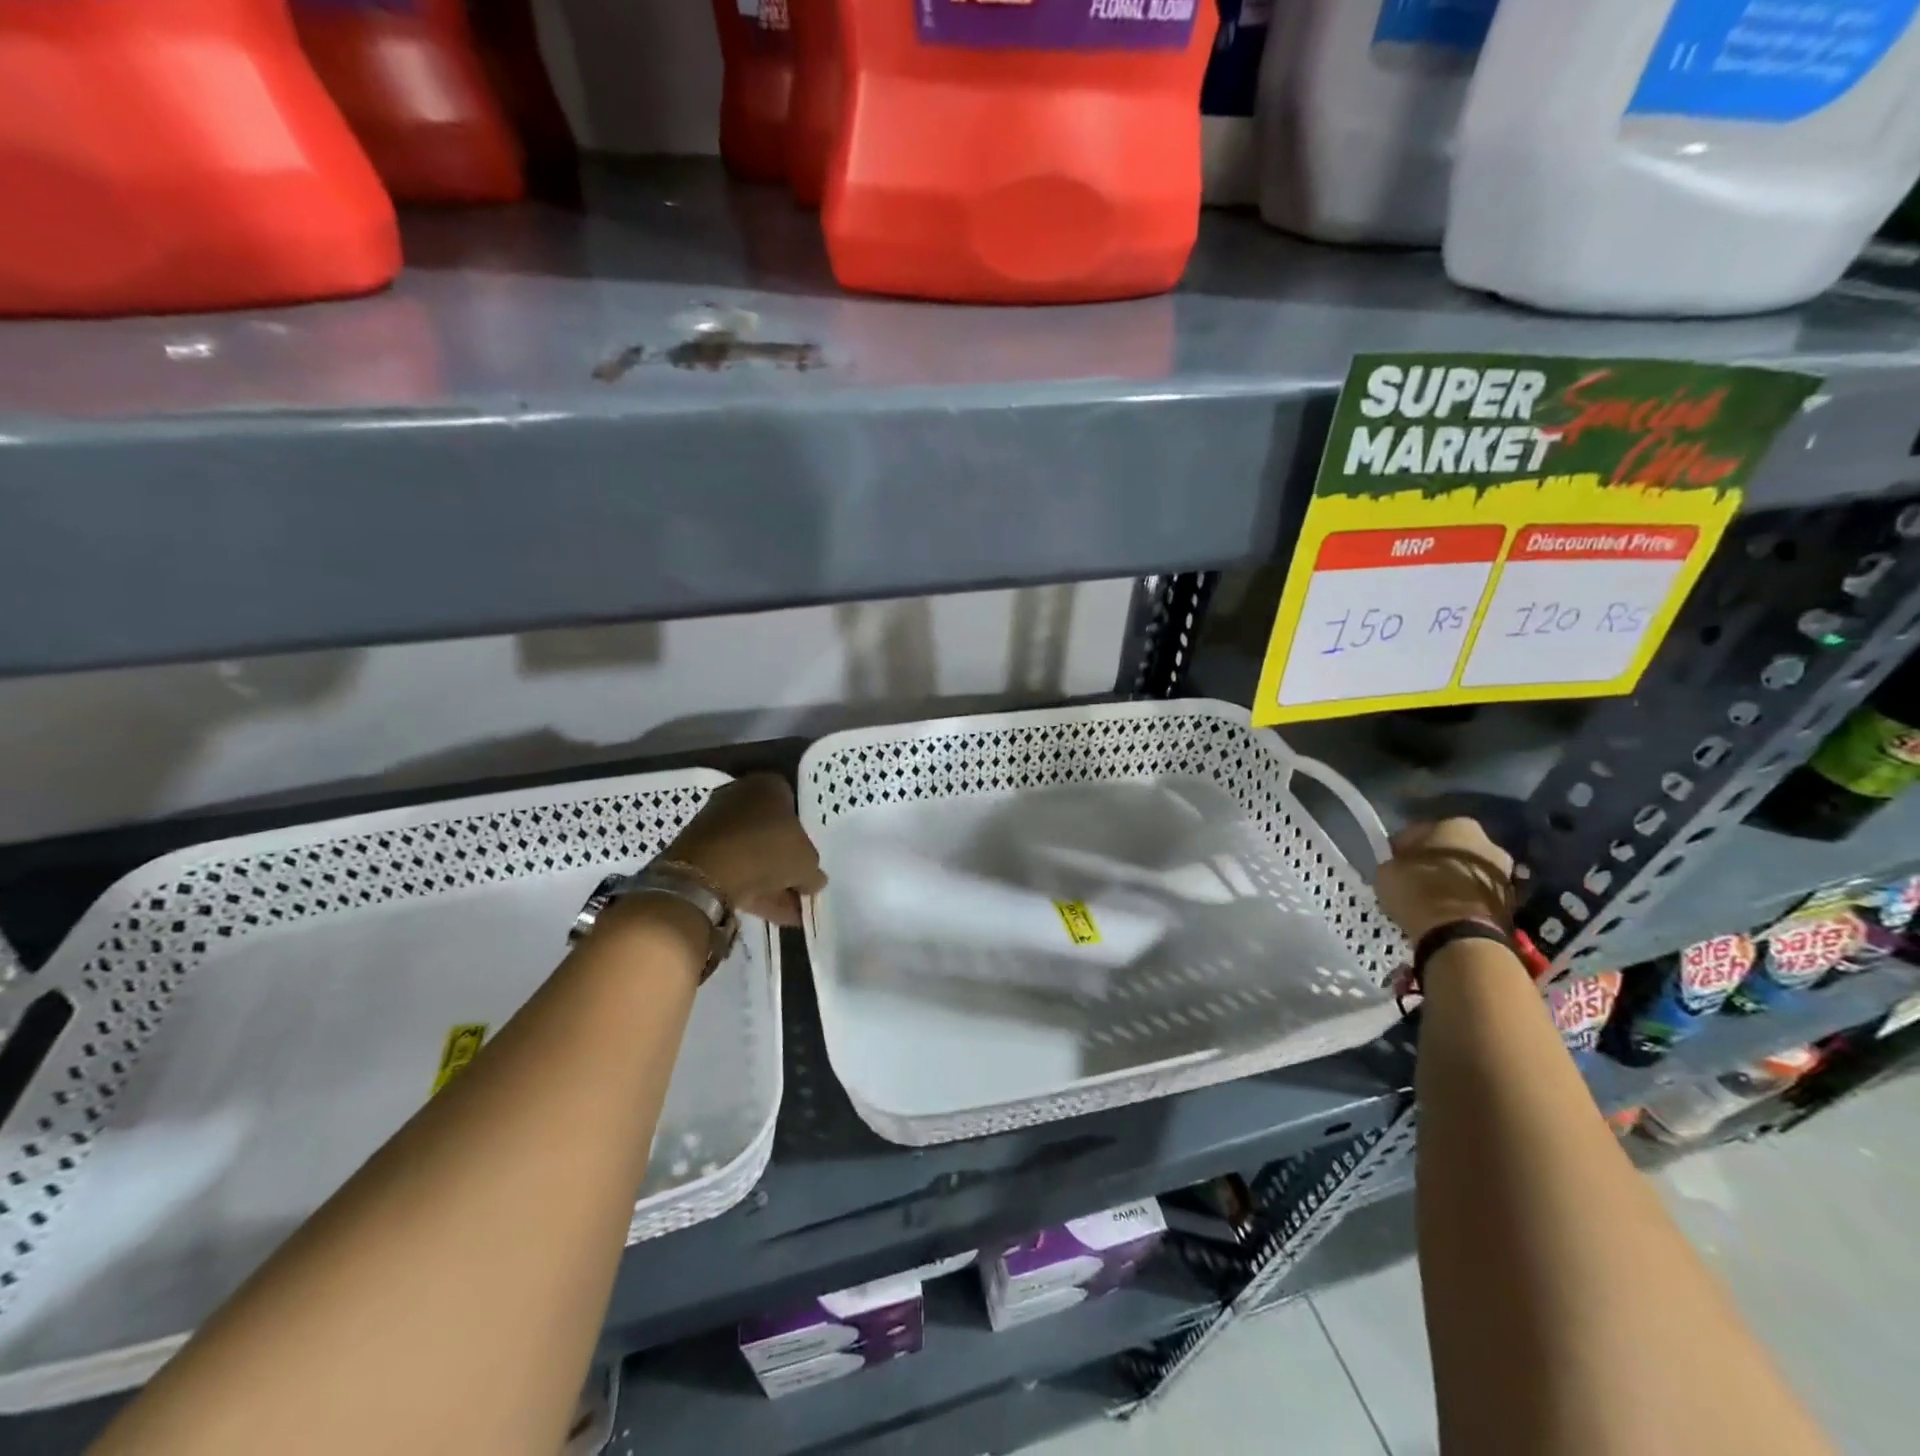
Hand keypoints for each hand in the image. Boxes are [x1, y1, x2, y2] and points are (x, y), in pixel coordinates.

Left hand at [665, 774, 826, 926]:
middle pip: (771, 832)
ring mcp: (716, 824)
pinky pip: (735, 870)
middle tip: (801, 888)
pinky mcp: (699, 852)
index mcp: (768, 786)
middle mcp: (739, 797)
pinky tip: (773, 914)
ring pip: (753, 854)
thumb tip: (813, 880)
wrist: (706, 872)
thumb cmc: (767, 850)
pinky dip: (754, 889)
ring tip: (792, 912)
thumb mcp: (807, 862)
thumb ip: (813, 870)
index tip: (809, 857)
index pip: (793, 805)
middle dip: (786, 862)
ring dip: (772, 882)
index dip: (805, 833)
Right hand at [1373, 817, 1514, 943]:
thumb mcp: (1387, 871)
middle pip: (1449, 851)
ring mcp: (1504, 872)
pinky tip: (1444, 911)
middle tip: (1412, 880)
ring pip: (1465, 872)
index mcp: (1455, 824)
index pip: (1419, 833)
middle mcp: (1487, 842)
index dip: (1402, 849)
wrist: (1461, 933)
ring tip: (1429, 899)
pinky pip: (1476, 894)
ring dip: (1450, 882)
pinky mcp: (1510, 901)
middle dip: (1433, 863)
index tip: (1392, 864)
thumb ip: (1394, 863)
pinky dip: (1462, 899)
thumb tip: (1398, 867)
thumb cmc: (1419, 890)